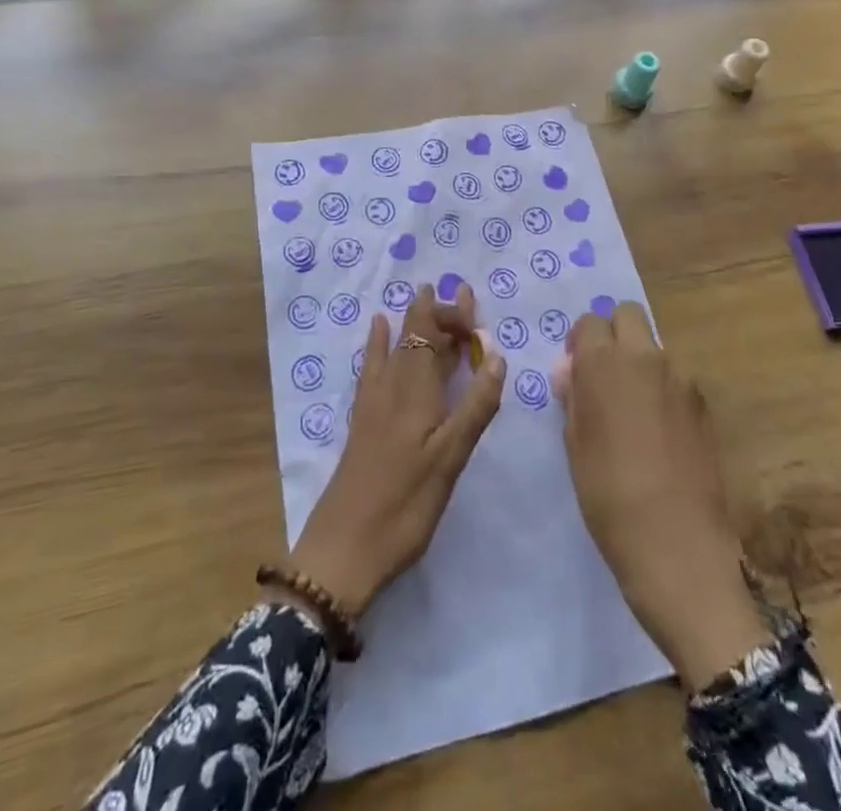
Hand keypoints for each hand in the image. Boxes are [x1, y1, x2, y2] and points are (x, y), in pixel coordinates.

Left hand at [282, 284, 504, 617]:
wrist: (344, 548)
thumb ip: (475, 407)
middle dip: (438, 312)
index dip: (450, 314)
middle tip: (461, 293)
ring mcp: (374, 402)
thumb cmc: (404, 506)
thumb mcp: (450, 460)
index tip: (476, 312)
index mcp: (416, 391)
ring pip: (397, 347)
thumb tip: (497, 356)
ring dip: (414, 322)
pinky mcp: (363, 420)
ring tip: (423, 295)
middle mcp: (392, 386)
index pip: (430, 333)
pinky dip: (381, 343)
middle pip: (415, 336)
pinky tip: (379, 329)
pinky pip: (374, 365)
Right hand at [555, 302, 765, 688]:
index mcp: (605, 363)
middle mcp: (645, 358)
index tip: (575, 370)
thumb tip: (573, 372)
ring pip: (654, 348)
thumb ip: (574, 397)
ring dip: (639, 362)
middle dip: (613, 333)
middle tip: (603, 375)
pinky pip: (676, 379)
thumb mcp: (575, 445)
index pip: (590, 322)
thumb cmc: (608, 497)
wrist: (677, 547)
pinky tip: (658, 433)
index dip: (580, 342)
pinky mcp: (703, 406)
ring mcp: (681, 380)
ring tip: (632, 411)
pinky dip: (662, 390)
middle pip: (628, 315)